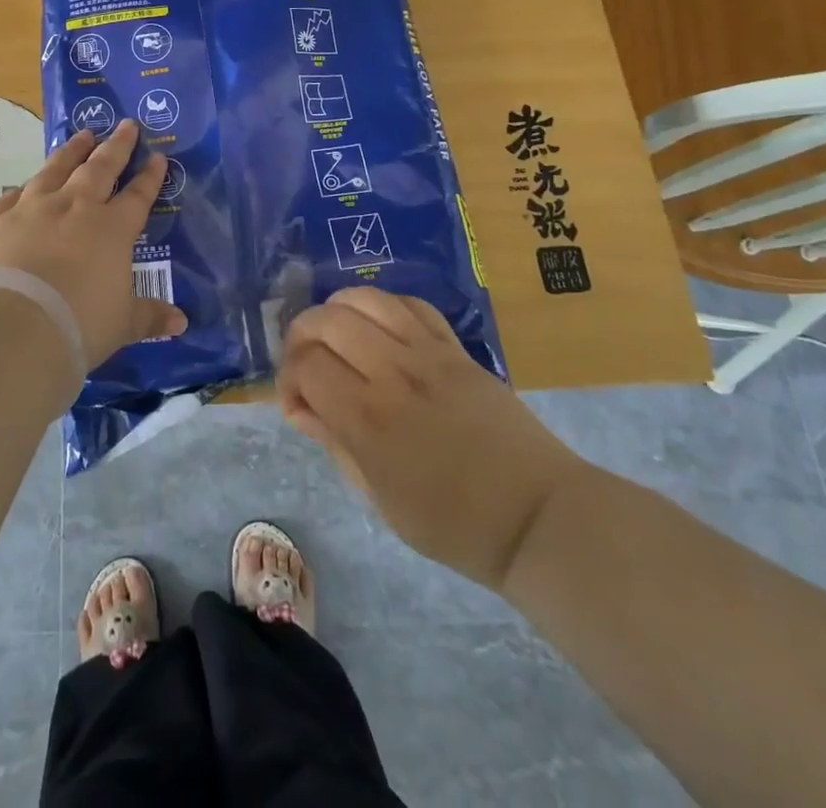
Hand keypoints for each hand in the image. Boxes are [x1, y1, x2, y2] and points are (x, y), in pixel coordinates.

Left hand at [0, 120, 186, 368]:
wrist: (15, 325)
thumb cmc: (80, 323)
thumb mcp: (123, 324)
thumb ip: (149, 317)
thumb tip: (181, 323)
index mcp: (112, 229)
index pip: (137, 196)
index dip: (150, 177)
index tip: (158, 157)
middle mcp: (75, 208)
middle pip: (100, 168)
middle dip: (116, 146)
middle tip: (125, 125)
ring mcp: (34, 208)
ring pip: (56, 169)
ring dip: (72, 151)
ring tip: (82, 134)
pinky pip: (12, 196)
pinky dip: (22, 189)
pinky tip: (24, 185)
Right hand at [277, 288, 587, 589]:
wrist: (537, 517)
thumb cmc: (454, 525)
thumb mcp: (380, 500)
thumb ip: (335, 444)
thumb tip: (301, 408)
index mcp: (370, 420)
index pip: (306, 366)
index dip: (288, 379)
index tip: (297, 404)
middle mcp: (394, 374)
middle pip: (327, 321)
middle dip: (301, 336)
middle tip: (307, 364)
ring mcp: (429, 354)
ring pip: (365, 299)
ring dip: (337, 311)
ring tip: (337, 337)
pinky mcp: (457, 348)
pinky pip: (410, 305)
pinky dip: (383, 308)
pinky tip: (380, 330)